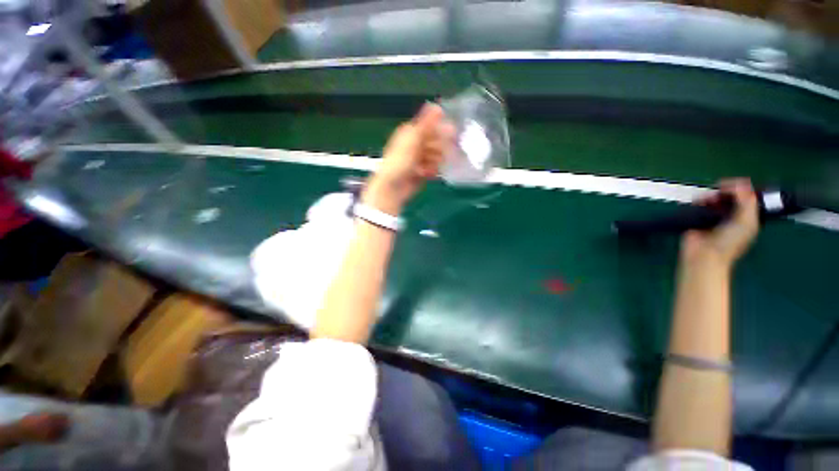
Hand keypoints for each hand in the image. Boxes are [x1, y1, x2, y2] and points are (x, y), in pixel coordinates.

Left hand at [362, 103, 454, 214]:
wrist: (393, 188)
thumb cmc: (400, 162)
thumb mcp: (413, 140)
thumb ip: (426, 124)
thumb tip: (437, 105)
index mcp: (411, 133)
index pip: (431, 126)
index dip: (441, 129)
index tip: (452, 132)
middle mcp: (415, 144)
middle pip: (435, 141)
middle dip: (438, 148)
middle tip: (434, 154)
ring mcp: (419, 159)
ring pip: (436, 156)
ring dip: (434, 161)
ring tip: (425, 167)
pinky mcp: (422, 172)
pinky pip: (434, 168)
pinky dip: (431, 171)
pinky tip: (426, 175)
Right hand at [680, 178, 758, 267]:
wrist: (705, 254)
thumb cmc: (729, 241)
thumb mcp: (746, 221)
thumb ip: (747, 200)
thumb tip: (740, 182)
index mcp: (748, 216)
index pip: (748, 196)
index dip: (743, 187)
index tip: (733, 184)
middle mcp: (732, 214)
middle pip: (731, 195)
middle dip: (726, 190)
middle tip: (720, 190)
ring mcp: (714, 216)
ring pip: (715, 197)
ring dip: (711, 195)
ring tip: (708, 199)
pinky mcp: (697, 218)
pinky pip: (699, 204)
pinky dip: (699, 200)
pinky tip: (698, 202)